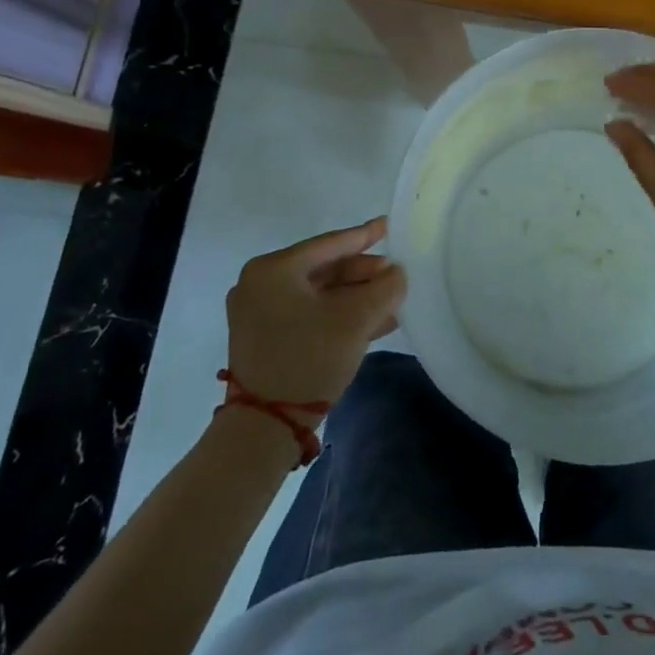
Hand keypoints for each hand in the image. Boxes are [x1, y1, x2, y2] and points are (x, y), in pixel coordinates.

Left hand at [227, 218, 405, 404]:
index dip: (364, 236)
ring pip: (318, 294)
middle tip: (395, 276)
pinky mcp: (263, 337)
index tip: (388, 225)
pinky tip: (372, 322)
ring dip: (355, 297)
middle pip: (324, 269)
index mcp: (273, 269)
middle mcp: (259, 283)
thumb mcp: (356, 320)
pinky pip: (308, 313)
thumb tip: (396, 274)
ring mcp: (258, 312)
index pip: (329, 244)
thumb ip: (384, 288)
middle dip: (363, 275)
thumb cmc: (308, 359)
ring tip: (391, 300)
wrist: (264, 429)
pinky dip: (337, 314)